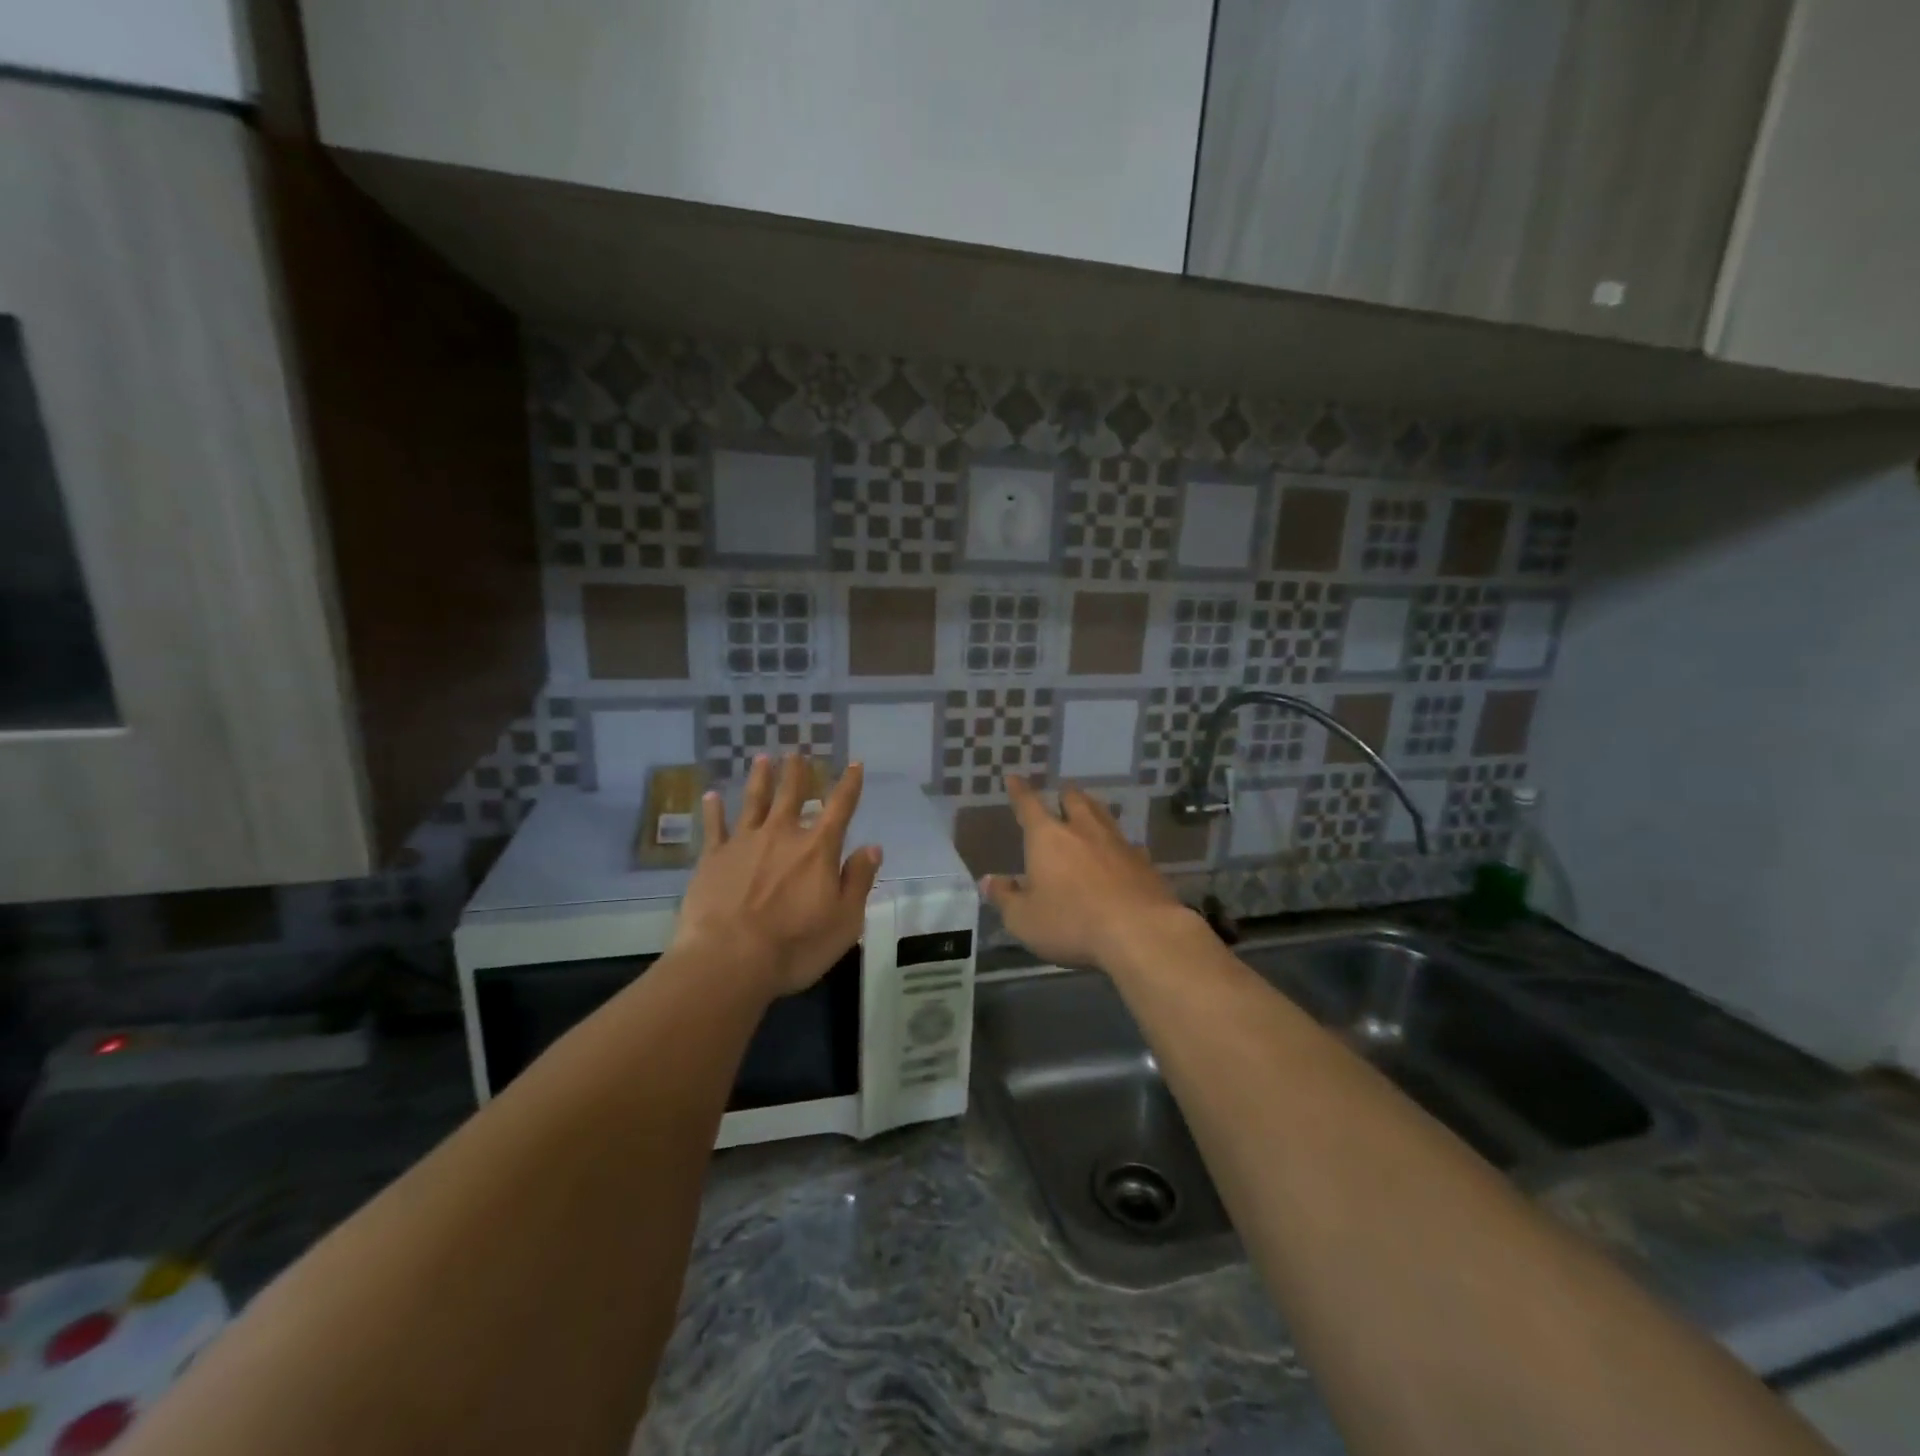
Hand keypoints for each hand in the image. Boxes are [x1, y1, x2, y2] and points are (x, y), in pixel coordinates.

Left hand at [673, 755, 882, 996]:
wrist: (729, 959)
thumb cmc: (795, 946)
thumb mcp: (845, 921)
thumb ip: (858, 881)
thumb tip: (872, 847)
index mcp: (818, 849)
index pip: (840, 808)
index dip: (849, 784)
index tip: (854, 764)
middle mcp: (782, 835)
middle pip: (792, 795)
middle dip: (797, 773)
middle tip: (797, 753)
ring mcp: (744, 843)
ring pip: (754, 801)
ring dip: (760, 778)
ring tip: (763, 758)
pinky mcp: (712, 858)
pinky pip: (714, 826)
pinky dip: (714, 810)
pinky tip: (711, 796)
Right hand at [982, 774, 1195, 971]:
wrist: (1140, 932)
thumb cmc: (1071, 923)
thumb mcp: (1023, 919)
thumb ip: (1005, 898)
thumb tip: (989, 880)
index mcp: (1048, 837)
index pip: (1028, 805)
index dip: (1020, 792)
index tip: (1015, 778)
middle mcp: (1083, 830)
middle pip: (1074, 801)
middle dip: (1065, 795)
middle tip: (1062, 793)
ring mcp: (1118, 844)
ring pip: (1104, 816)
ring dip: (1094, 810)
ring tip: (1090, 810)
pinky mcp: (1145, 863)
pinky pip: (1129, 845)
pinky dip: (1120, 845)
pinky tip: (1123, 852)